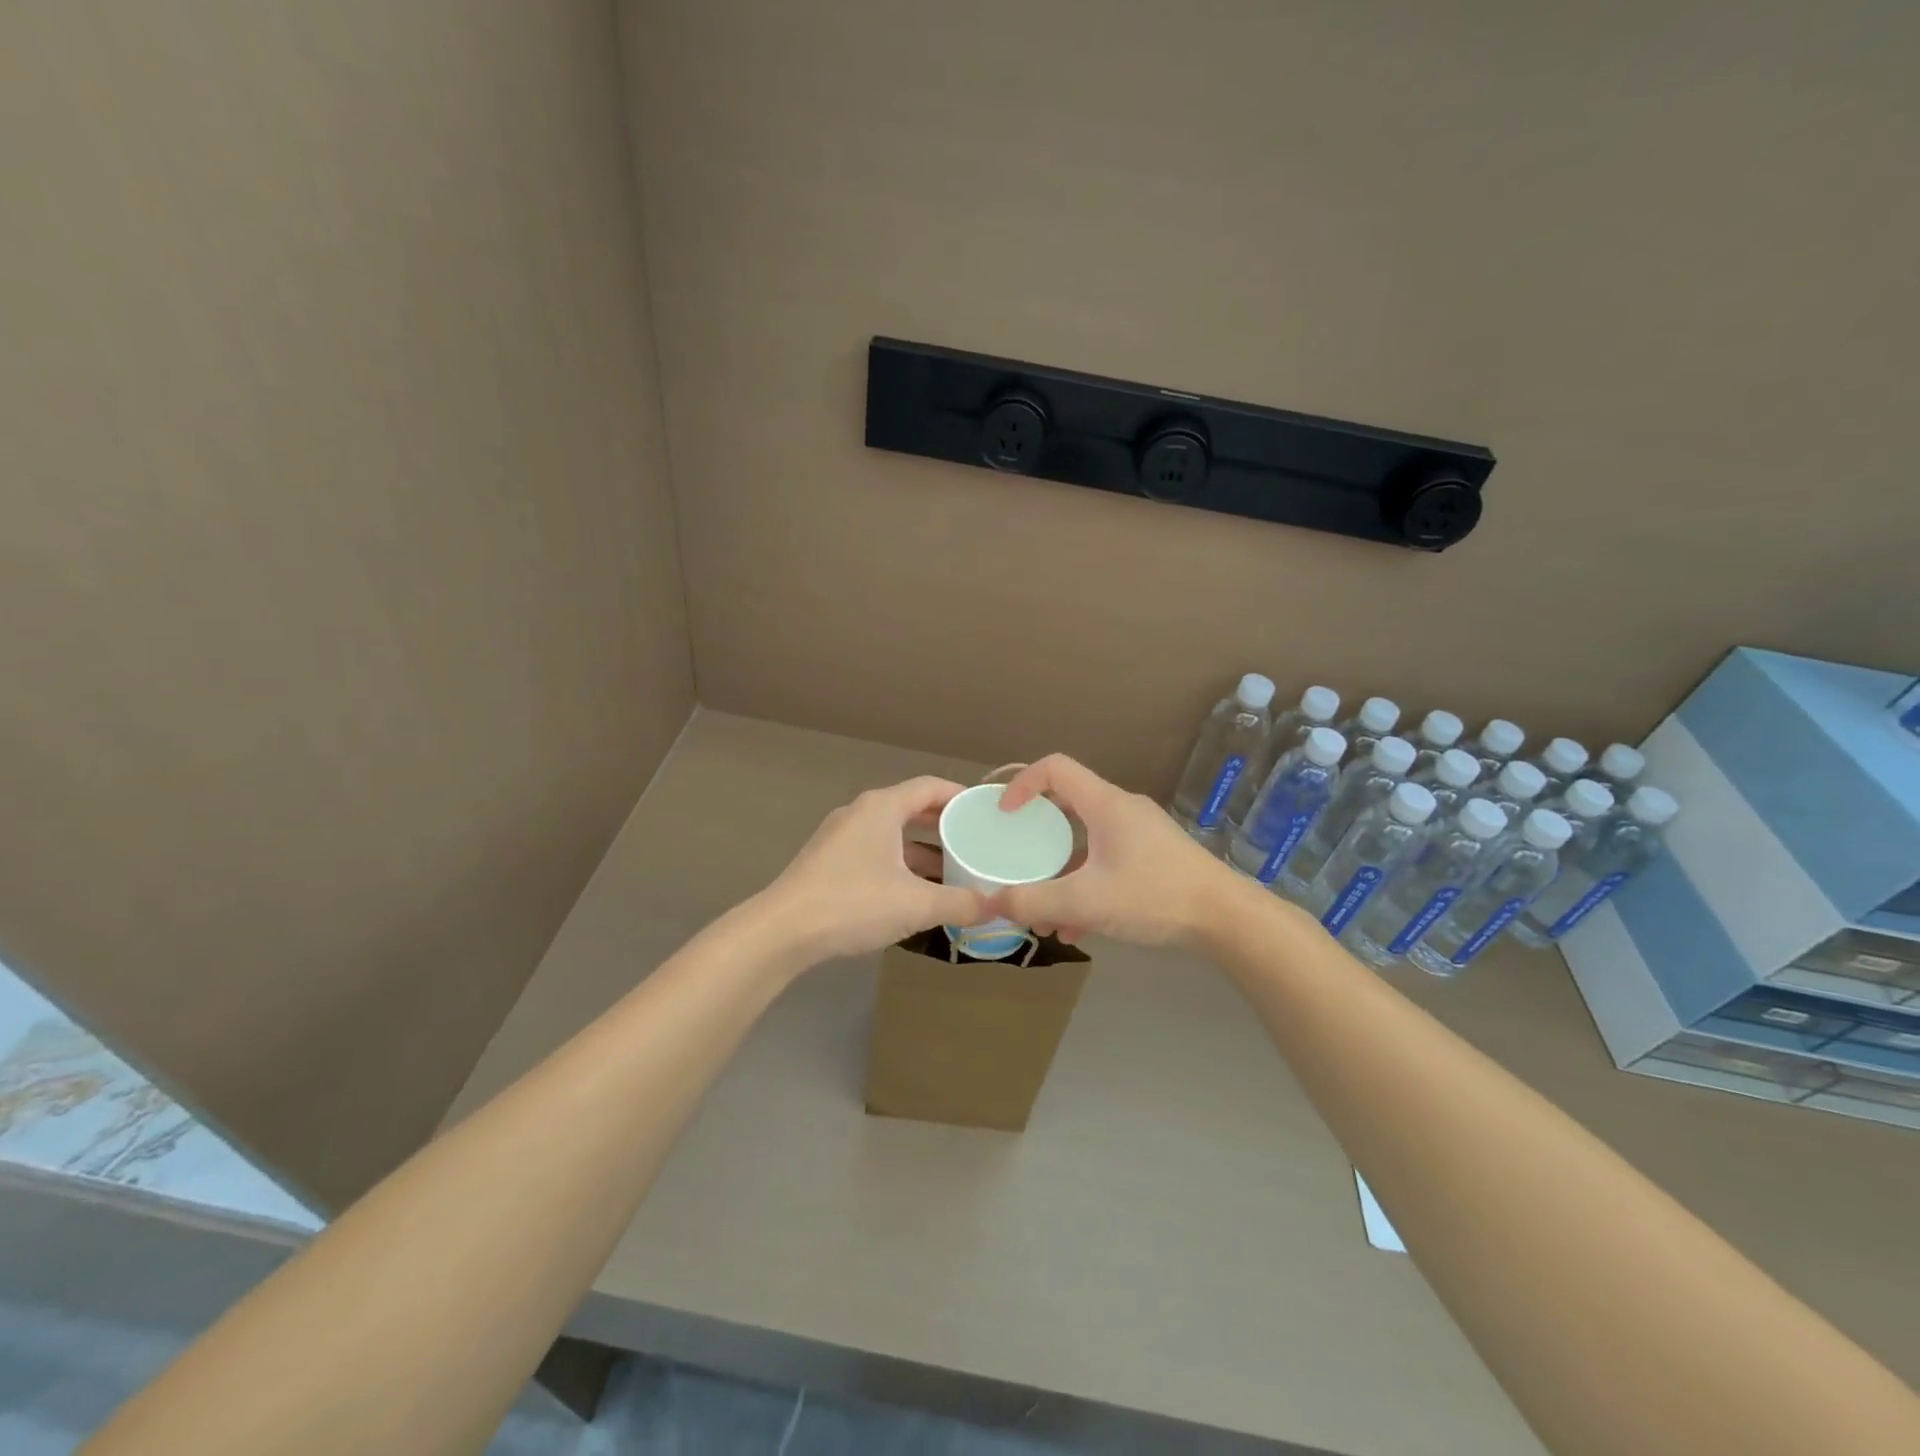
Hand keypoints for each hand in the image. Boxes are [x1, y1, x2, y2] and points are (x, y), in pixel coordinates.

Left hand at [761, 777, 989, 961]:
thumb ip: (959, 903)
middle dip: (944, 825)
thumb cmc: (852, 903)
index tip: (984, 811)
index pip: (930, 786)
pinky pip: (876, 852)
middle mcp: (860, 813)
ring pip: (892, 834)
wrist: (782, 931)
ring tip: (953, 871)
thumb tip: (996, 908)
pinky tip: (915, 892)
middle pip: (911, 808)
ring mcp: (840, 837)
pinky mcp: (829, 862)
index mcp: (881, 808)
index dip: (960, 796)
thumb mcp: (915, 905)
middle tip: (975, 841)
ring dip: (922, 849)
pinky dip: (900, 864)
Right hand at [990, 754, 1231, 946]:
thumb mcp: (1087, 902)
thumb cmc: (1154, 896)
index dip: (1023, 783)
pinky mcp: (1153, 858)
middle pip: (1067, 806)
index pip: (1055, 768)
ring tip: (1044, 915)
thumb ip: (1036, 902)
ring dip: (1060, 873)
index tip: (1005, 816)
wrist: (1226, 919)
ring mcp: (1140, 834)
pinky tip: (1078, 929)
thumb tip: (992, 904)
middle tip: (1017, 860)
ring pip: (1086, 842)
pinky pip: (1106, 861)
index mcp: (1105, 804)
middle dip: (1036, 837)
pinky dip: (1085, 886)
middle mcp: (1122, 810)